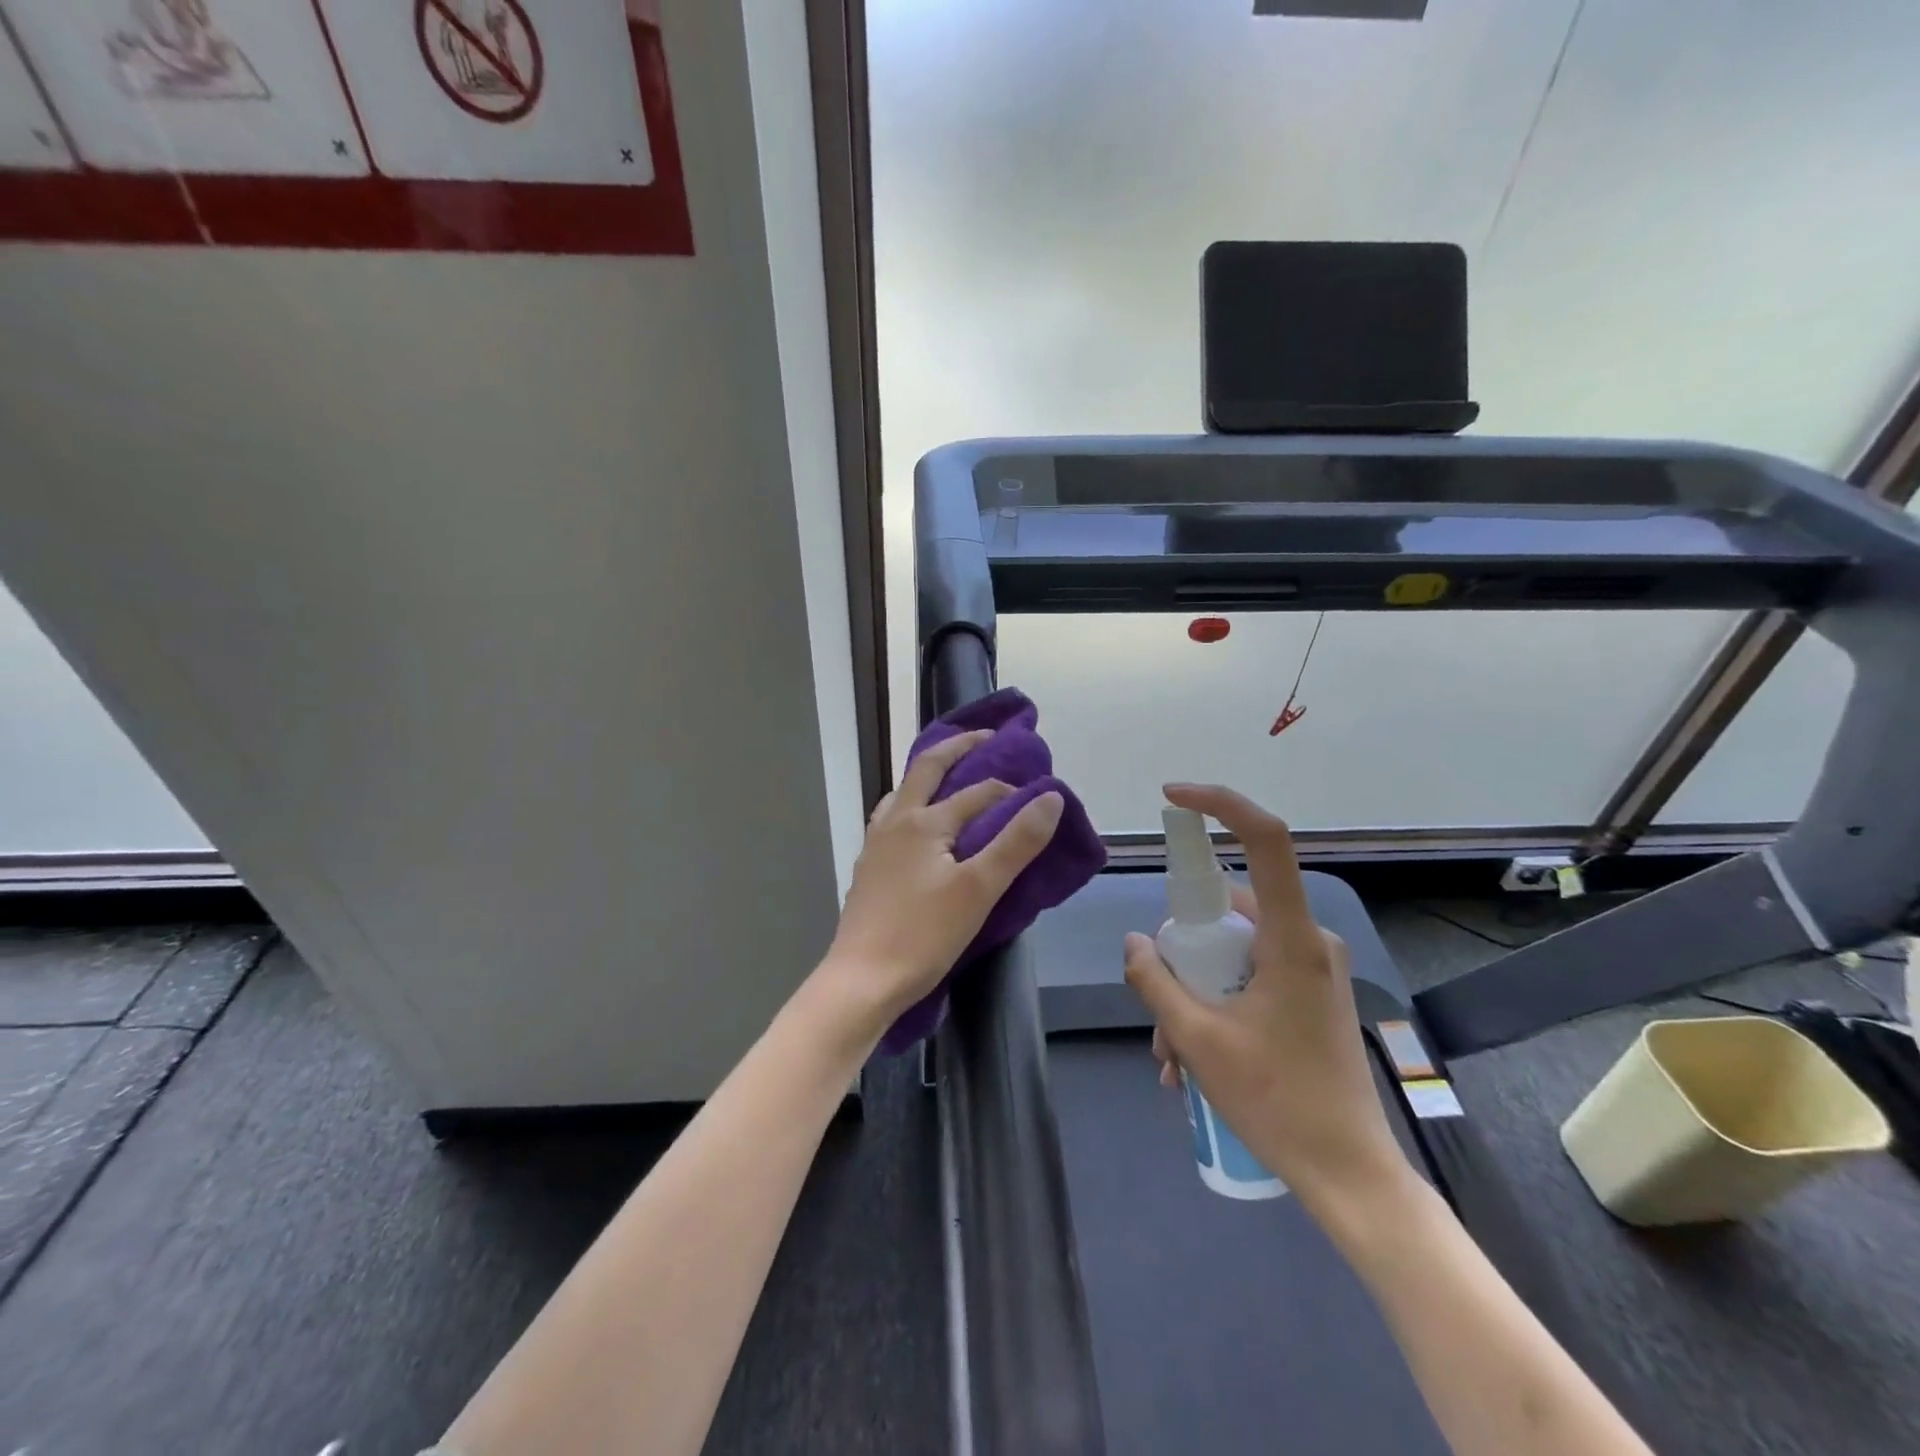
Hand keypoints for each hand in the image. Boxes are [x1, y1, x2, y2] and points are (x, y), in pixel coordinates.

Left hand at [815, 729, 1064, 1040]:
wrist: (862, 981)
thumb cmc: (924, 935)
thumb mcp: (980, 889)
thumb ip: (1016, 842)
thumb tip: (1049, 797)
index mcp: (924, 821)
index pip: (977, 792)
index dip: (1010, 790)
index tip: (1038, 795)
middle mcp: (895, 821)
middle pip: (926, 769)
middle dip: (957, 748)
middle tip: (985, 737)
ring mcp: (876, 845)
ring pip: (903, 793)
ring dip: (928, 776)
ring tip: (949, 778)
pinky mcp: (868, 869)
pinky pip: (892, 819)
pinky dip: (912, 806)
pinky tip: (918, 829)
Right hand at [1123, 783, 1412, 1216]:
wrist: (1350, 1176)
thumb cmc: (1277, 1102)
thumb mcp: (1198, 1038)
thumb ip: (1156, 980)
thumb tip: (1135, 942)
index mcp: (1290, 939)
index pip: (1265, 840)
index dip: (1220, 804)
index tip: (1173, 797)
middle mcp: (1306, 940)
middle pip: (1228, 911)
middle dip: (1182, 956)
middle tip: (1156, 1012)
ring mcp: (1310, 967)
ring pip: (1231, 952)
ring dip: (1193, 993)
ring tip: (1173, 1059)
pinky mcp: (1308, 992)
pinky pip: (1247, 976)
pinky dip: (1214, 1005)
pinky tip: (1192, 1062)